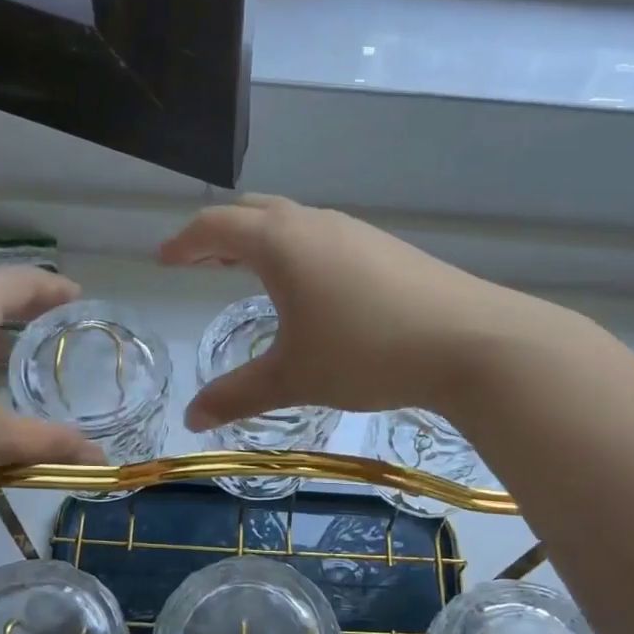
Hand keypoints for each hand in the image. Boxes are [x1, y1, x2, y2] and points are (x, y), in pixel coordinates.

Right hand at [158, 195, 554, 428]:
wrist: (470, 341)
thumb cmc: (365, 354)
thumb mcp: (293, 378)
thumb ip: (237, 396)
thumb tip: (191, 420)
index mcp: (280, 243)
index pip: (215, 227)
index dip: (183, 242)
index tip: (163, 259)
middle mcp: (315, 223)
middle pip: (253, 212)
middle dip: (220, 235)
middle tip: (201, 262)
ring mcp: (356, 231)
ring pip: (293, 222)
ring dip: (261, 240)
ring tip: (249, 273)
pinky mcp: (386, 248)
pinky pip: (324, 237)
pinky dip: (297, 251)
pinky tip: (311, 288)